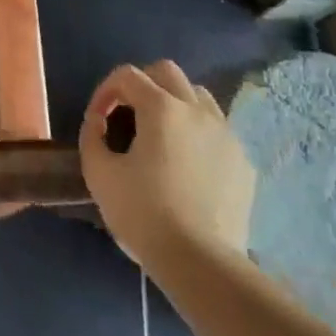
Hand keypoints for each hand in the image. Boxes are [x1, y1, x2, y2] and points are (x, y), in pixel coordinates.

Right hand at [80, 61, 255, 271]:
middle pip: (167, 72)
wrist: (201, 263)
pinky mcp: (243, 162)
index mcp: (162, 107)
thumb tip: (98, 122)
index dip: (106, 91)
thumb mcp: (99, 175)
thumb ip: (91, 137)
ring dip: (174, 103)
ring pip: (198, 96)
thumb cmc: (145, 214)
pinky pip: (218, 131)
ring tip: (161, 135)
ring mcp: (225, 134)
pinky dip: (198, 134)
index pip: (127, 76)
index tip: (97, 119)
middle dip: (142, 84)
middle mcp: (197, 109)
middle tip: (127, 114)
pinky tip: (188, 164)